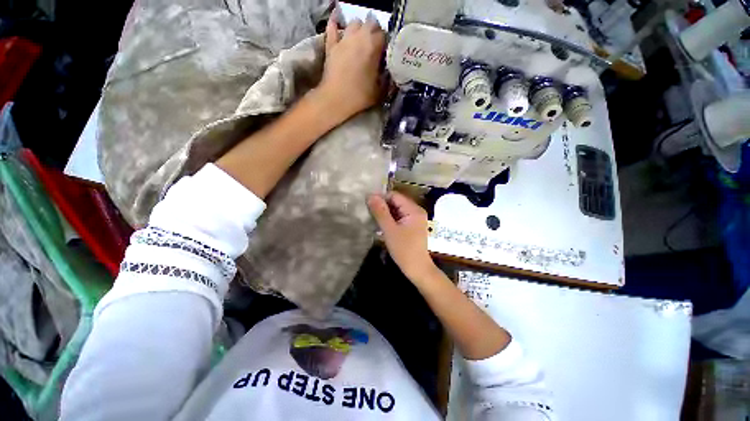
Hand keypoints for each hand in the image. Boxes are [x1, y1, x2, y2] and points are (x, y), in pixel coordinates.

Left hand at [317, 11, 385, 122]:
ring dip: (360, 29)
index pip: (385, 35)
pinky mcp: (331, 44)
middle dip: (375, 32)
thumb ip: (386, 78)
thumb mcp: (380, 91)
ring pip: (354, 23)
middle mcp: (359, 36)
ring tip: (361, 40)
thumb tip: (388, 71)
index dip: (386, 44)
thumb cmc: (360, 96)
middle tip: (375, 46)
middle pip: (371, 24)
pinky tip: (338, 24)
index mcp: (374, 46)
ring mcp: (344, 39)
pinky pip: (332, 27)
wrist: (336, 99)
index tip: (386, 54)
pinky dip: (335, 24)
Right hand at [367, 192, 437, 280]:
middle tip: (370, 215)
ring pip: (397, 210)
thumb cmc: (404, 249)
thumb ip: (380, 212)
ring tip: (374, 221)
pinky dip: (391, 220)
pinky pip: (399, 217)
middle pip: (396, 202)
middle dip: (383, 207)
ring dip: (386, 214)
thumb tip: (370, 195)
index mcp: (413, 209)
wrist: (417, 268)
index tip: (368, 206)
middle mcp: (416, 210)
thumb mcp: (389, 230)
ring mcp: (415, 218)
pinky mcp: (413, 226)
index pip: (394, 196)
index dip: (381, 199)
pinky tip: (382, 227)